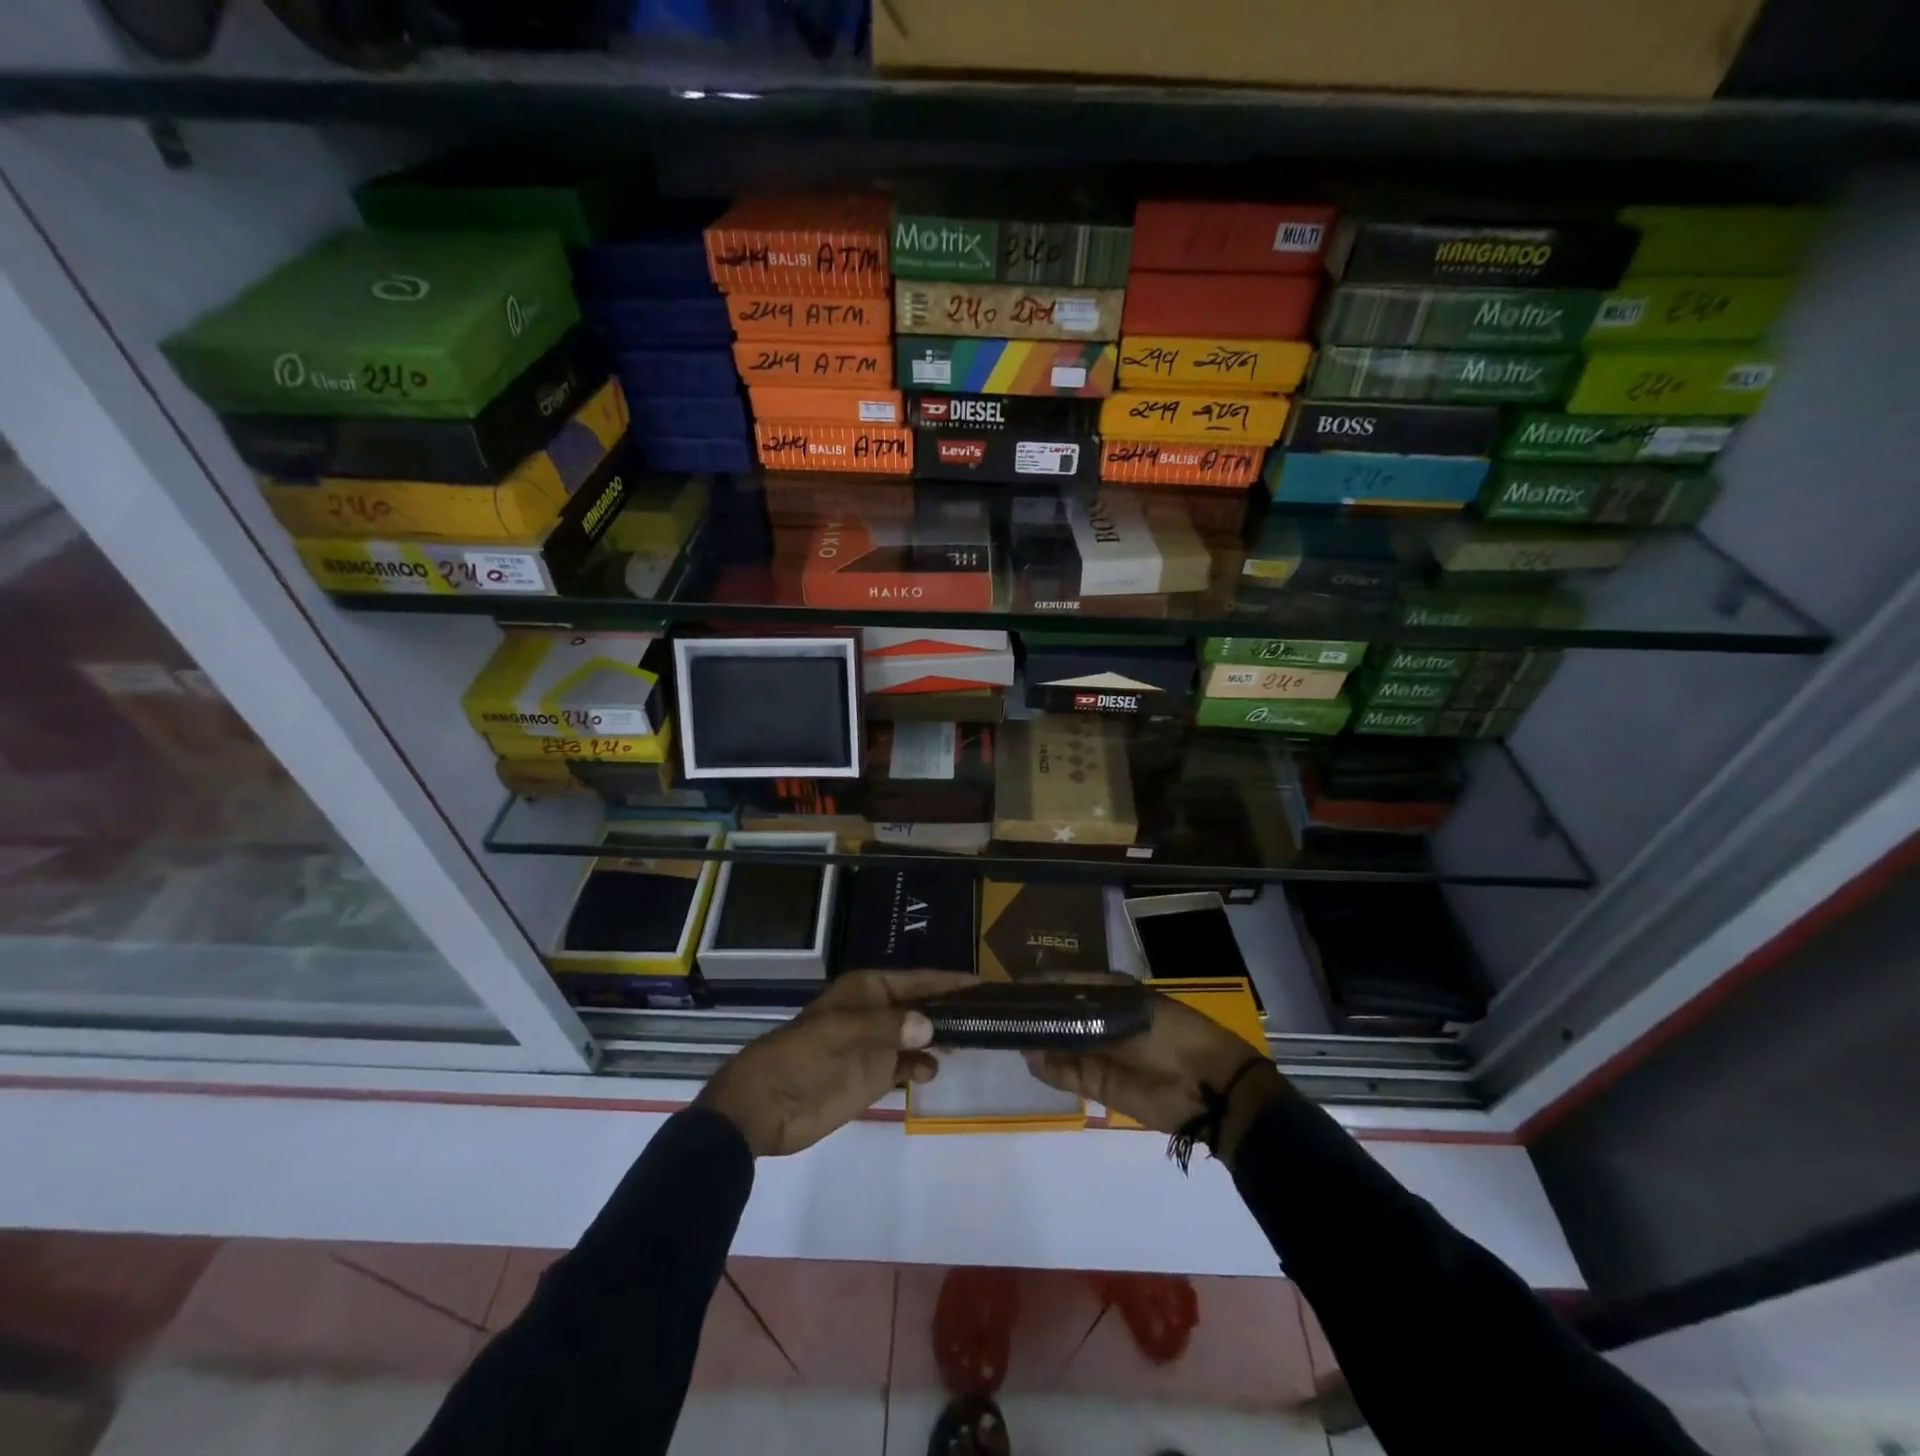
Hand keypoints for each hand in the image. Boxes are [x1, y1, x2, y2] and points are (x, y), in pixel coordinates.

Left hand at [696, 970, 977, 1156]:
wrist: (766, 1105)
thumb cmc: (804, 1056)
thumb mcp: (844, 1032)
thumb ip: (890, 1027)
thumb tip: (931, 1025)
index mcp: (868, 990)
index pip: (918, 980)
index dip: (949, 982)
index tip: (983, 984)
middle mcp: (877, 1012)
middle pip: (923, 1006)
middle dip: (950, 1010)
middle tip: (988, 1018)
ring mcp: (876, 1045)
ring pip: (919, 1036)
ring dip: (939, 1040)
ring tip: (966, 1045)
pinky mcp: (873, 1077)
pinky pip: (908, 1066)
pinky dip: (921, 1067)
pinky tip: (929, 1072)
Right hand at [1023, 981, 1286, 1166]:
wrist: (1208, 1088)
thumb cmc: (1174, 1034)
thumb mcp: (1134, 1008)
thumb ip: (1090, 1007)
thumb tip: (1051, 1001)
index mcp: (1115, 996)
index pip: (1071, 985)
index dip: (1046, 984)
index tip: (1017, 982)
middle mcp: (1103, 1023)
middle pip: (1061, 1015)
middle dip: (1037, 1012)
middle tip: (1004, 1009)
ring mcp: (1099, 1054)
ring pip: (1059, 1044)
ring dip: (1037, 1040)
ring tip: (1010, 1031)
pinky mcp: (1099, 1085)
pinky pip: (1066, 1074)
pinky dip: (1047, 1068)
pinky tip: (1029, 1057)